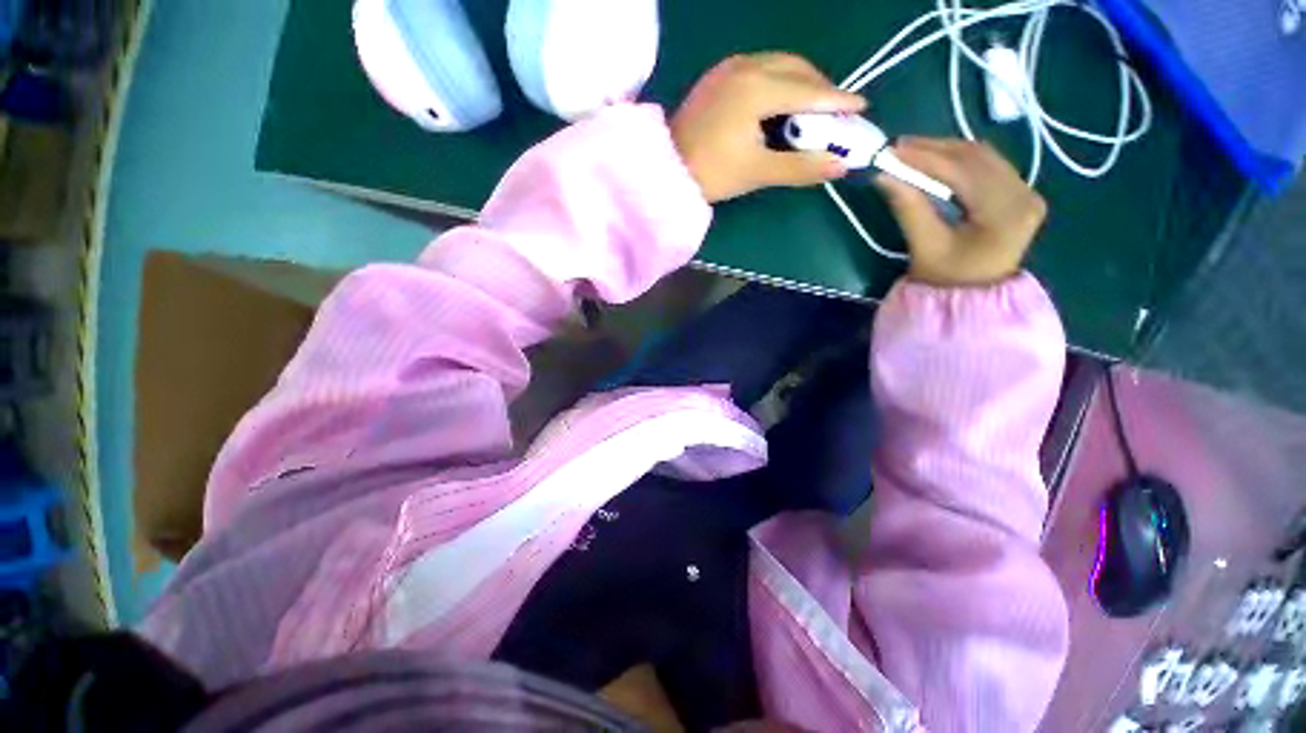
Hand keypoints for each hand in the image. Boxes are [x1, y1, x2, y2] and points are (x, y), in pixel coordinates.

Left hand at [671, 53, 865, 203]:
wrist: (667, 171)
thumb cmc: (712, 174)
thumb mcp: (758, 173)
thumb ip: (801, 167)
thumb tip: (841, 165)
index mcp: (757, 88)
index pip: (809, 91)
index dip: (837, 101)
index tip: (861, 108)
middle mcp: (745, 66)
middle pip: (797, 69)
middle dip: (821, 90)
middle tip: (836, 113)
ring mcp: (729, 67)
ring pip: (779, 64)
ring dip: (801, 83)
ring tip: (812, 110)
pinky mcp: (718, 76)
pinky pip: (760, 68)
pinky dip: (779, 81)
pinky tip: (782, 101)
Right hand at [876, 138, 1046, 287]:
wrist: (973, 297)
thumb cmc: (946, 279)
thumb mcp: (924, 245)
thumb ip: (908, 207)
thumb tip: (883, 175)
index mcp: (1005, 213)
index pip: (963, 171)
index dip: (925, 157)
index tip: (892, 150)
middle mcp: (1024, 195)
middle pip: (977, 157)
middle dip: (934, 148)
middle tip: (898, 146)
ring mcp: (1027, 192)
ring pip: (984, 156)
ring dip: (946, 150)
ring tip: (912, 150)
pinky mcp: (1020, 193)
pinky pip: (989, 165)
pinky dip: (960, 159)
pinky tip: (936, 159)